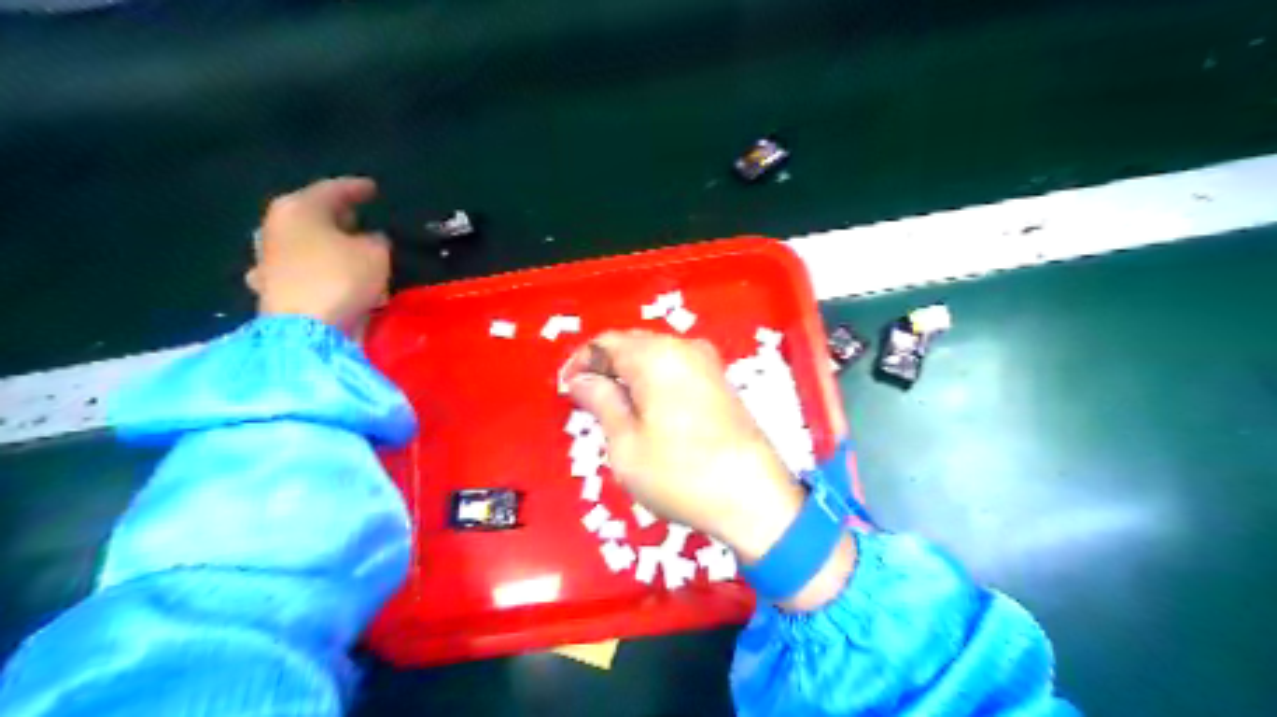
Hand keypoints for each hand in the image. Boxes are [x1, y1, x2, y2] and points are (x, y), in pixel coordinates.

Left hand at [247, 179, 392, 336]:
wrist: (303, 331)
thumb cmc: (340, 279)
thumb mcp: (375, 253)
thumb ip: (376, 240)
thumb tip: (370, 239)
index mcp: (299, 208)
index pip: (333, 189)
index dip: (357, 188)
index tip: (374, 189)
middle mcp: (275, 226)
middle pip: (312, 214)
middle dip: (337, 216)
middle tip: (360, 217)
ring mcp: (267, 258)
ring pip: (304, 242)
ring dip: (325, 243)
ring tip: (347, 248)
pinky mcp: (270, 288)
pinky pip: (301, 270)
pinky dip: (316, 269)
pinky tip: (328, 275)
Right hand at [569, 332, 857, 610]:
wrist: (754, 498)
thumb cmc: (680, 474)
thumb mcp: (626, 444)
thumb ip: (601, 402)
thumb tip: (581, 379)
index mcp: (656, 356)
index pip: (606, 343)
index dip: (581, 363)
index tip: (567, 391)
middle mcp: (684, 348)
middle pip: (633, 345)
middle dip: (606, 367)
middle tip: (587, 401)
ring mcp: (708, 363)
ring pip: (656, 357)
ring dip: (631, 376)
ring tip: (615, 410)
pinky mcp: (722, 383)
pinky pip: (677, 370)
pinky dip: (655, 383)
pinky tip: (648, 411)